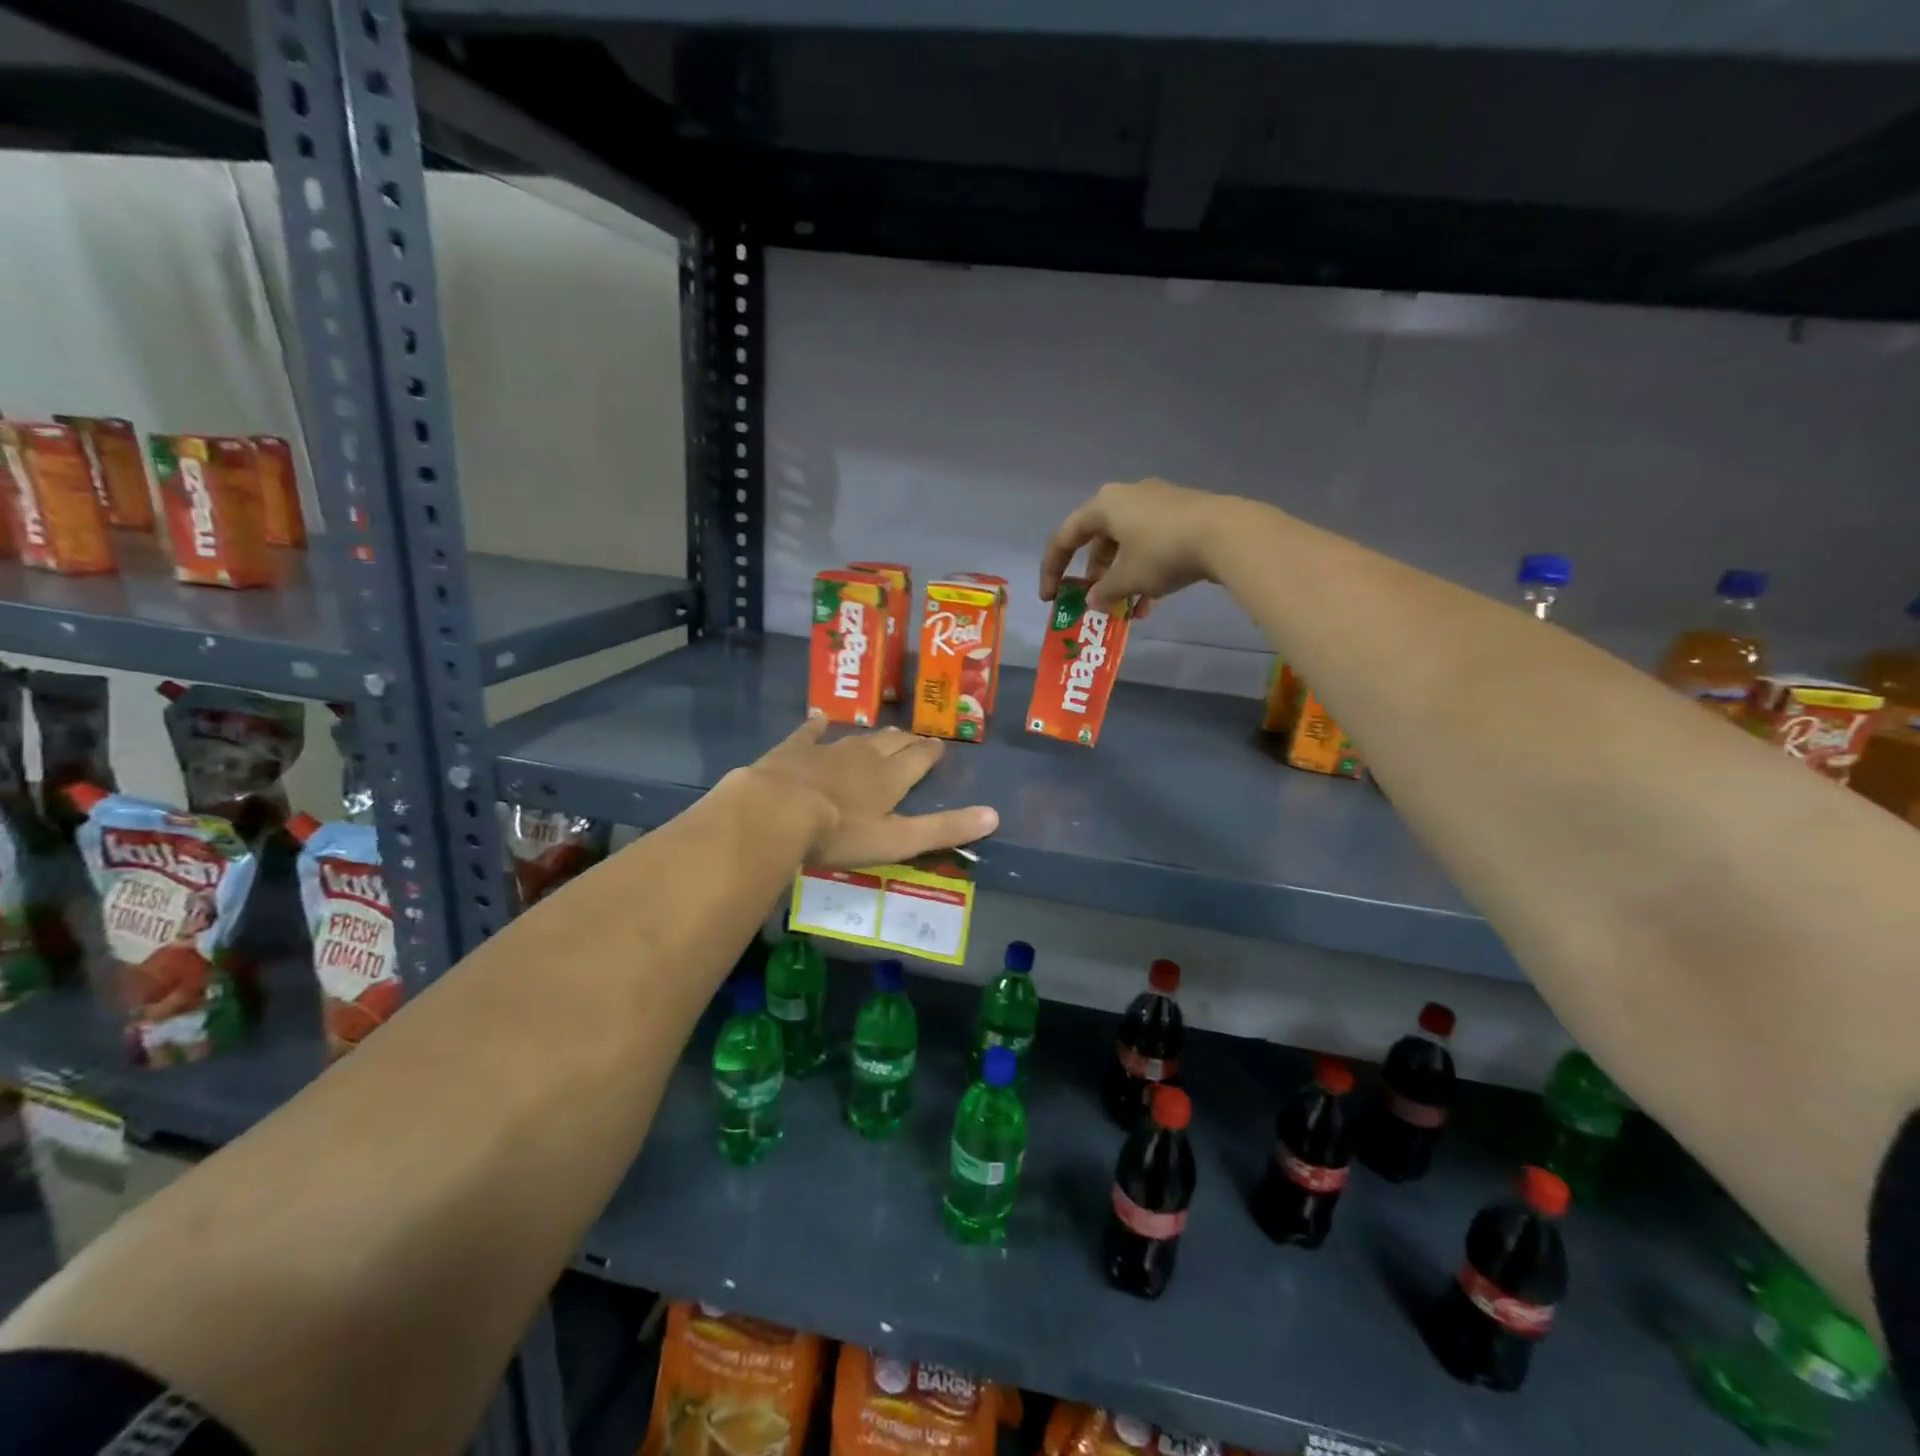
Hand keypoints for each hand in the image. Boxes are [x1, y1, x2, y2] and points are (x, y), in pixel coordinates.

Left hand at [742, 719, 998, 868]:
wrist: (777, 812)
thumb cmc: (840, 833)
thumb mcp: (898, 840)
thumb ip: (944, 829)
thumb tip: (995, 815)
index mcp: (890, 778)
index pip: (918, 760)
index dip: (930, 753)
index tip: (938, 745)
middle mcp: (864, 757)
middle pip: (891, 744)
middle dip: (906, 741)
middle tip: (915, 738)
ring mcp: (826, 750)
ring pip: (857, 739)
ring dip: (873, 736)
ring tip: (884, 733)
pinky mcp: (793, 751)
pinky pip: (808, 733)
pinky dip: (816, 726)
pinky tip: (818, 719)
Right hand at [1039, 478, 1243, 616]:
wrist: (1227, 534)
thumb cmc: (1163, 552)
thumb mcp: (1127, 579)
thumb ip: (1103, 591)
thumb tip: (1092, 600)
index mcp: (1104, 505)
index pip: (1066, 537)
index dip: (1052, 569)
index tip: (1051, 597)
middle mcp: (1128, 496)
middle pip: (1099, 540)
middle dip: (1095, 576)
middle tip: (1094, 600)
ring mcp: (1158, 503)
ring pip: (1128, 545)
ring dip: (1123, 578)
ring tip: (1129, 609)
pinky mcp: (1183, 514)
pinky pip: (1152, 544)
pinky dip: (1146, 571)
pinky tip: (1154, 600)